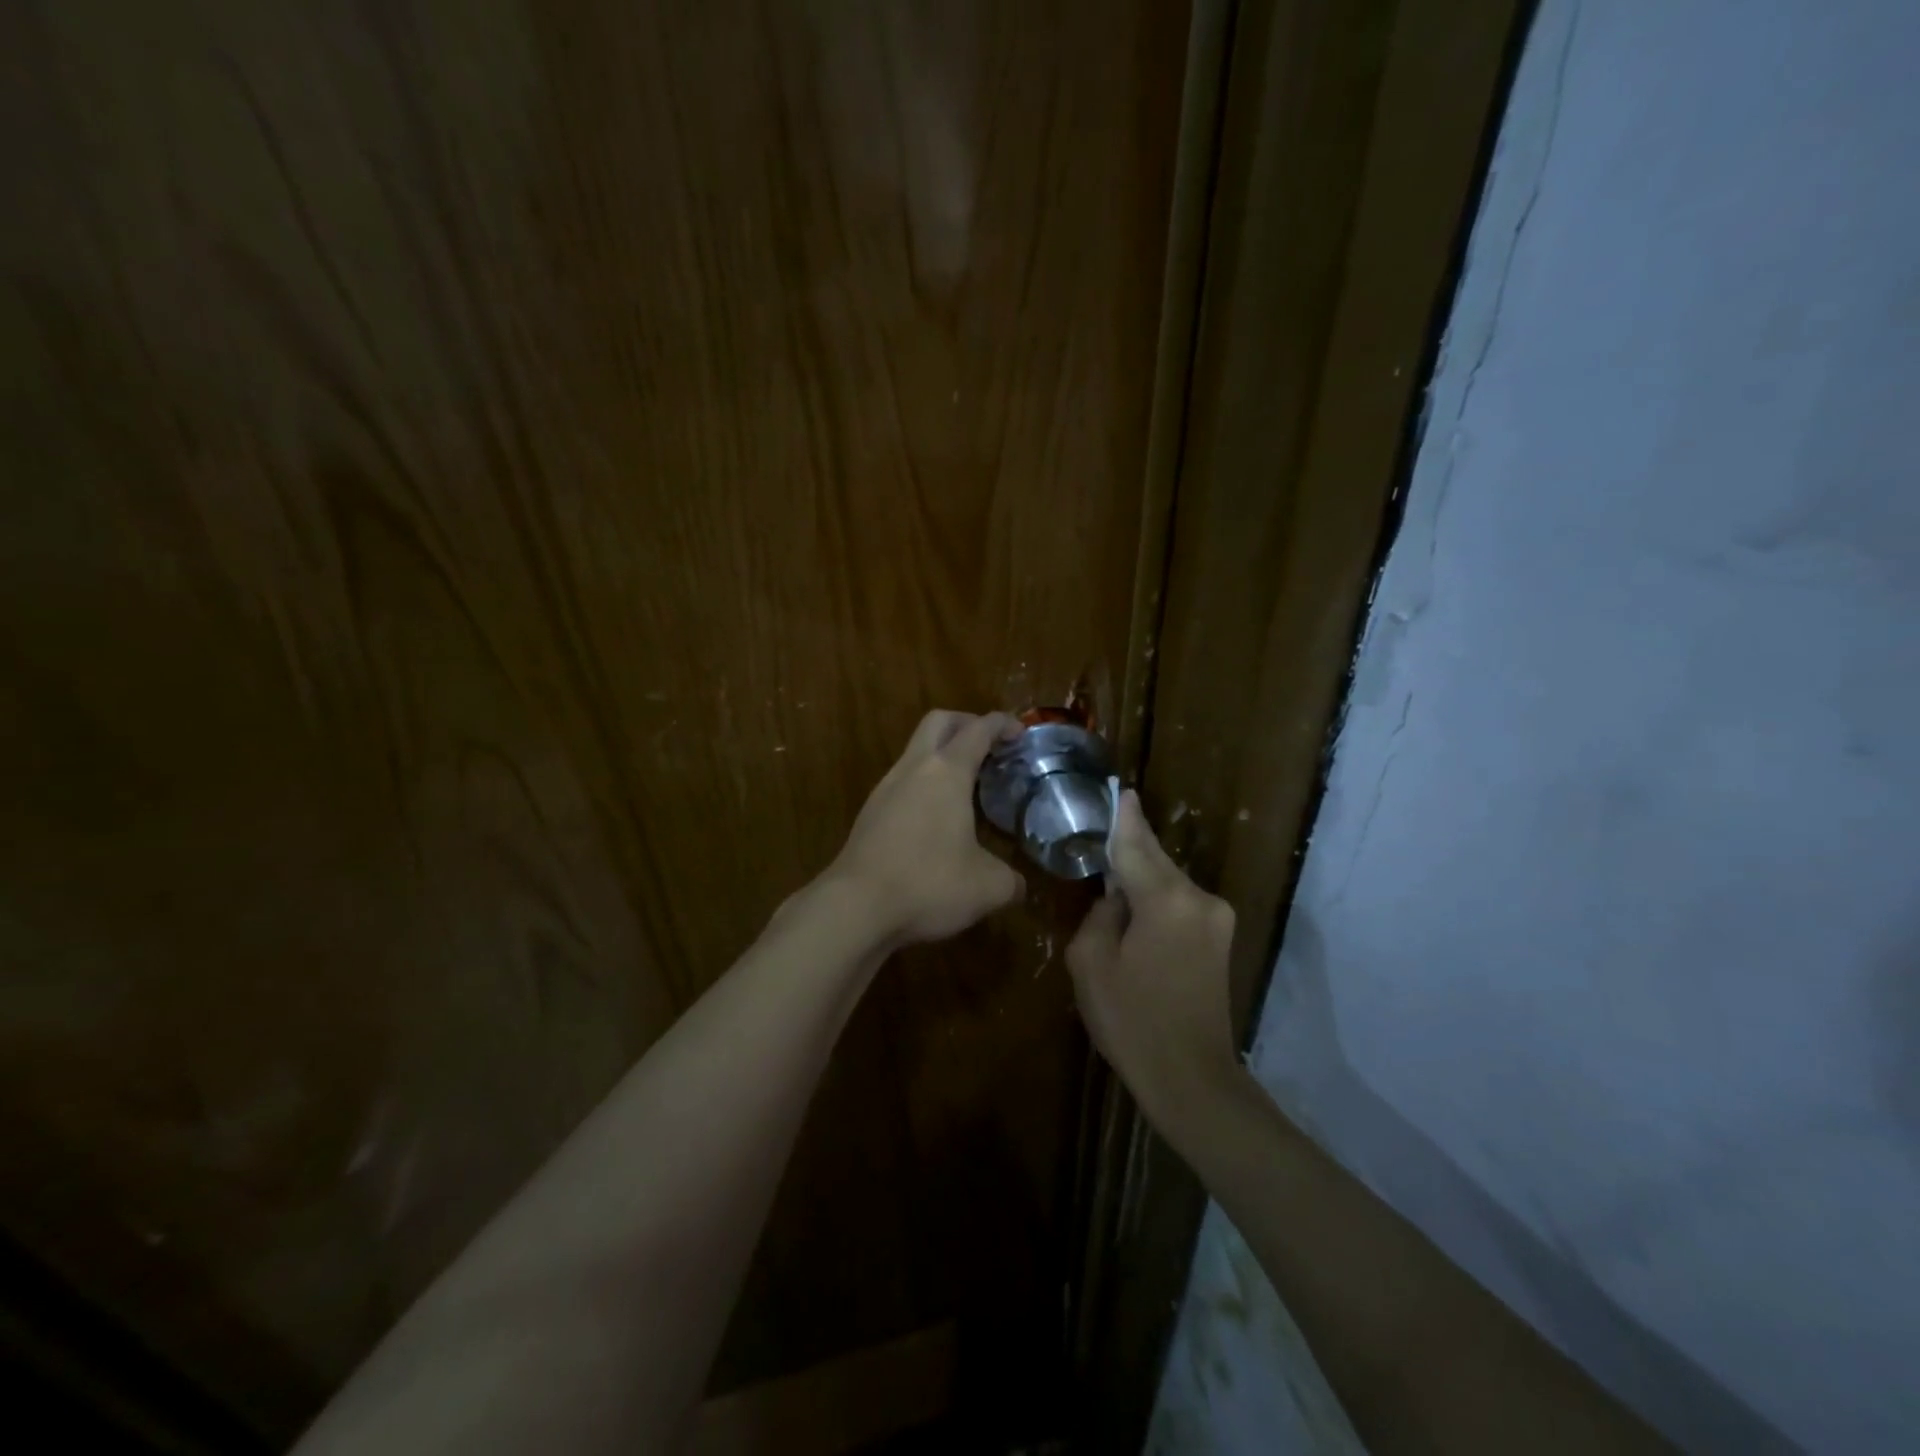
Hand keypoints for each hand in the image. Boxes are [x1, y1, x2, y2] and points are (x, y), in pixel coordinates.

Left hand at [824, 709, 1024, 946]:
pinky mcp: (869, 813)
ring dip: (942, 757)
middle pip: (938, 722)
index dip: (1002, 724)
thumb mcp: (988, 887)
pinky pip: (902, 782)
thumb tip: (1018, 885)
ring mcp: (885, 789)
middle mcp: (914, 769)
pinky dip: (924, 784)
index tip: (1020, 732)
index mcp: (947, 772)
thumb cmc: (929, 884)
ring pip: (916, 752)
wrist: (855, 906)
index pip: (978, 729)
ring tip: (966, 788)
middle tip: (989, 746)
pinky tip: (937, 819)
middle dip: (966, 723)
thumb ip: (1011, 880)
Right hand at [1067, 790, 1243, 1129]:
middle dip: (1132, 846)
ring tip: (1113, 878)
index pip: (1136, 845)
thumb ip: (1099, 915)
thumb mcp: (1091, 964)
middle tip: (1106, 826)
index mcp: (1165, 900)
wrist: (1192, 1078)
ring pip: (1169, 882)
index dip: (1123, 817)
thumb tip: (1116, 898)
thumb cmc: (1132, 1021)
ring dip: (1143, 878)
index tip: (1119, 788)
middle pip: (1156, 860)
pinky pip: (1180, 904)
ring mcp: (1216, 918)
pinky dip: (1157, 900)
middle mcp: (1199, 898)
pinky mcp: (1220, 938)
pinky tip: (1137, 910)